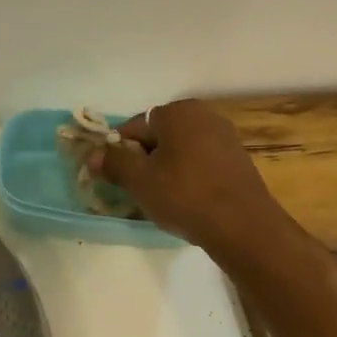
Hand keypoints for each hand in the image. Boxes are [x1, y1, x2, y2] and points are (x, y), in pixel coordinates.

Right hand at [95, 98, 285, 256]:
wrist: (243, 225)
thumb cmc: (185, 195)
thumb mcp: (140, 180)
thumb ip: (113, 162)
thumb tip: (92, 154)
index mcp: (177, 112)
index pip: (133, 128)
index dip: (118, 153)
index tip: (114, 178)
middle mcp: (203, 114)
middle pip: (158, 137)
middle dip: (144, 161)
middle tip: (138, 191)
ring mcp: (224, 136)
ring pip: (180, 151)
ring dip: (166, 170)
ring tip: (162, 199)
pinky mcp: (237, 159)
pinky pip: (201, 162)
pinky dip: (189, 176)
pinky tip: (187, 200)